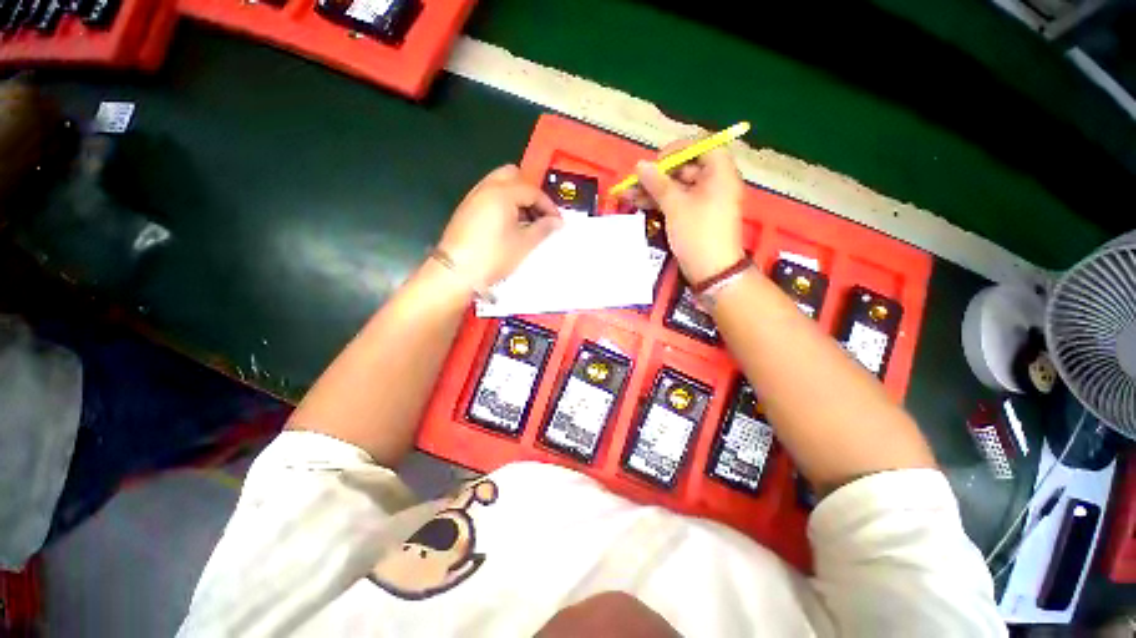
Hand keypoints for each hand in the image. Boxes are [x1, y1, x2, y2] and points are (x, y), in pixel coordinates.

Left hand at [437, 165, 562, 287]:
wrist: (455, 272)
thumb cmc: (493, 256)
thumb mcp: (523, 244)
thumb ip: (543, 229)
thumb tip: (556, 222)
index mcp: (502, 193)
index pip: (532, 190)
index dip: (548, 205)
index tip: (557, 222)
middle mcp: (486, 188)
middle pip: (513, 175)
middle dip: (530, 191)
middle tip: (539, 213)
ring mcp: (473, 198)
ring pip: (499, 184)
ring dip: (516, 196)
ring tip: (526, 221)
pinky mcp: (466, 210)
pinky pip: (489, 196)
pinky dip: (503, 203)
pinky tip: (509, 225)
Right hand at [622, 140, 745, 283]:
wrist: (711, 271)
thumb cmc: (697, 233)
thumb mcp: (675, 205)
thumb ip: (657, 183)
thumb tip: (640, 165)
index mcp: (719, 172)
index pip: (701, 146)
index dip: (677, 150)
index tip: (656, 160)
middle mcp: (714, 183)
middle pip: (685, 168)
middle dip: (657, 174)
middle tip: (636, 181)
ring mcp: (704, 201)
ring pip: (677, 187)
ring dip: (653, 190)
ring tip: (628, 194)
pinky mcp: (695, 216)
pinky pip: (677, 202)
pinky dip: (659, 202)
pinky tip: (638, 203)